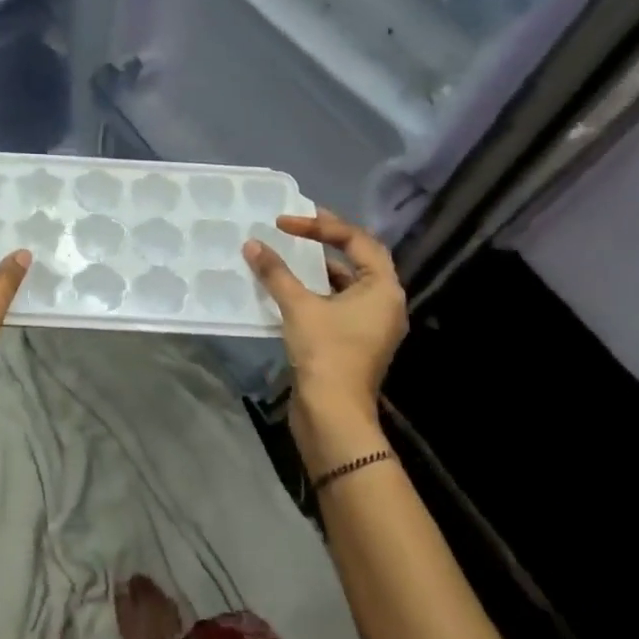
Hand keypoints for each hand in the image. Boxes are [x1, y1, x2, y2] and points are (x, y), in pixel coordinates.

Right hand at [244, 208, 408, 474]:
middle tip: (296, 225)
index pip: (357, 240)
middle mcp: (385, 303)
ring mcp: (372, 325)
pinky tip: (288, 290)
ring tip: (288, 255)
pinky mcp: (355, 342)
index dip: (321, 225)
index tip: (285, 223)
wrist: (333, 414)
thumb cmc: (325, 353)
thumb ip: (276, 272)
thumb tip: (252, 244)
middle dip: (326, 240)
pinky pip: (337, 304)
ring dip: (318, 268)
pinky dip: (315, 292)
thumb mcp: (298, 306)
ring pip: (346, 284)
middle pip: (358, 259)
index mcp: (383, 288)